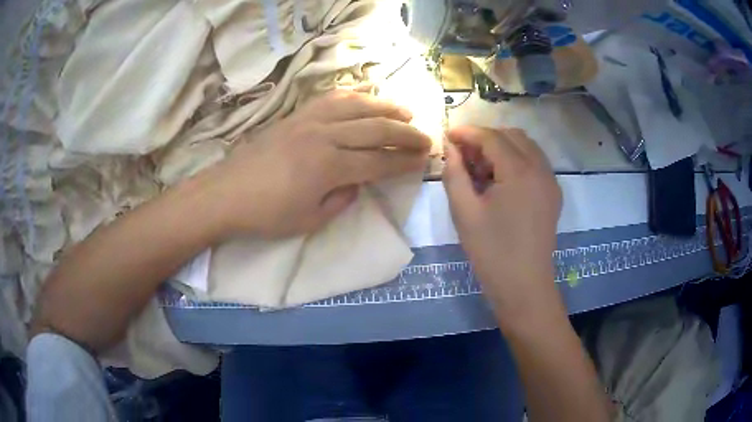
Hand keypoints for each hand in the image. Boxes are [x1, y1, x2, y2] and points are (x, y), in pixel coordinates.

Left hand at [208, 89, 430, 238]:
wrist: (226, 194)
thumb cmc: (267, 215)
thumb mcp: (310, 220)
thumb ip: (342, 199)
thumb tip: (359, 182)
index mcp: (329, 166)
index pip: (379, 161)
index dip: (404, 162)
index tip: (424, 161)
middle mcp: (324, 135)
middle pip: (375, 128)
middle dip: (406, 133)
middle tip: (426, 137)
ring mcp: (309, 120)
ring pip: (357, 106)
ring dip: (386, 107)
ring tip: (405, 111)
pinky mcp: (296, 115)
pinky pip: (331, 98)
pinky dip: (354, 97)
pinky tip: (366, 99)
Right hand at [442, 126, 561, 317]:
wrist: (524, 286)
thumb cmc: (491, 252)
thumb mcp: (465, 212)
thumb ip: (455, 173)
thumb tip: (451, 147)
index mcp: (520, 172)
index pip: (492, 137)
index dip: (467, 133)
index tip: (448, 136)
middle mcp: (541, 169)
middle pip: (511, 135)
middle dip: (485, 138)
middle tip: (464, 155)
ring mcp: (551, 181)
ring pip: (526, 146)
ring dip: (501, 147)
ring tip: (481, 167)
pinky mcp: (553, 194)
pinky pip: (535, 162)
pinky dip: (516, 160)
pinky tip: (500, 180)